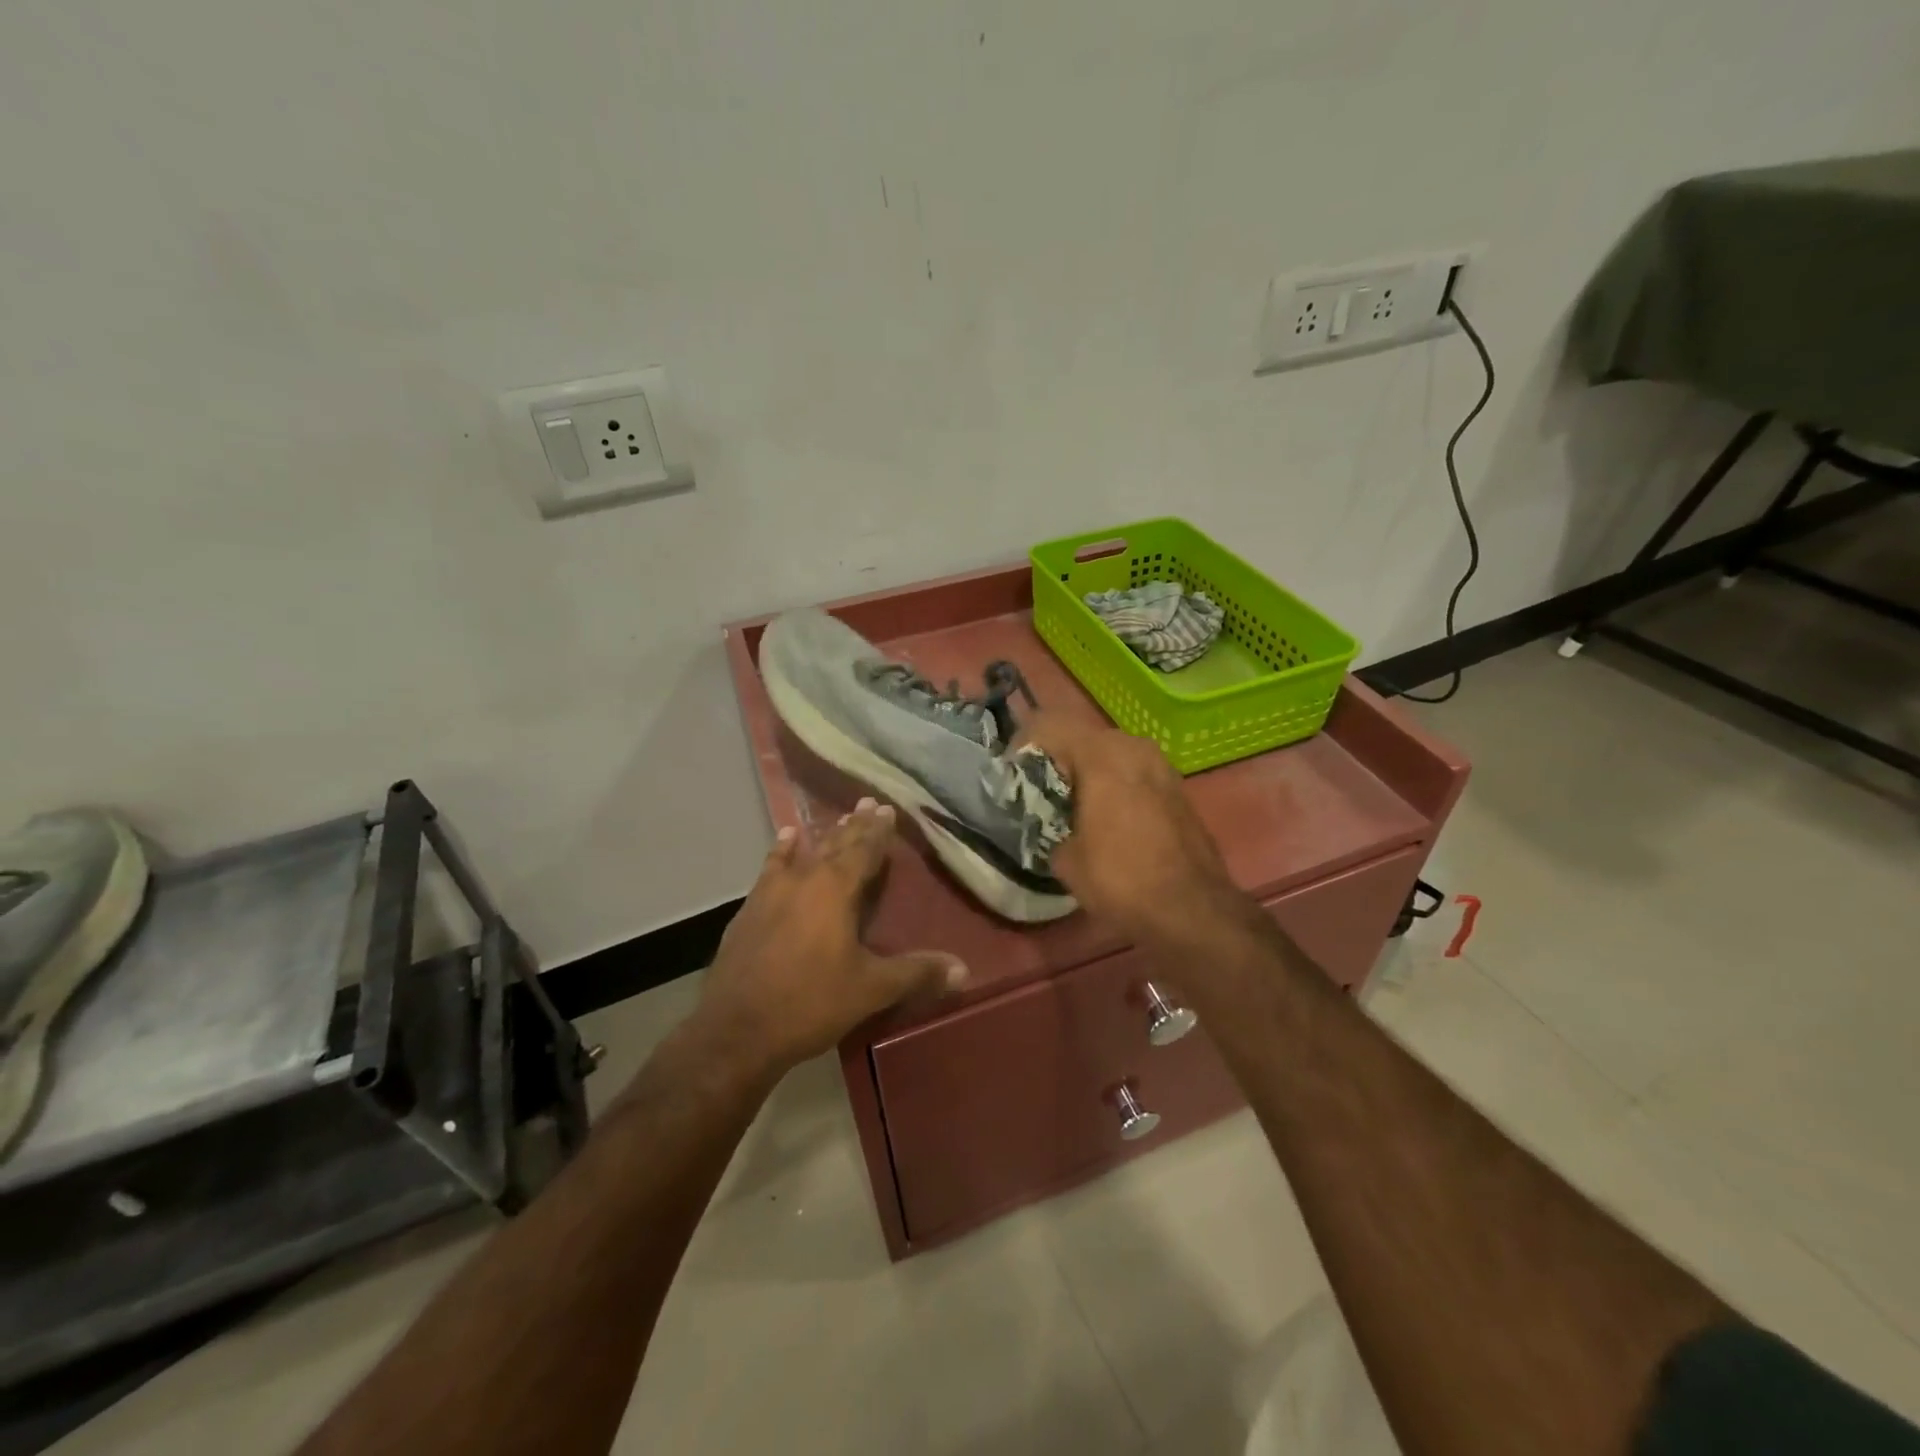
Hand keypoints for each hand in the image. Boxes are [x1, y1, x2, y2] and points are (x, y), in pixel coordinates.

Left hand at [692, 798, 966, 1080]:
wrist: (735, 1030)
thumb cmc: (810, 1003)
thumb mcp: (871, 990)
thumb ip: (916, 973)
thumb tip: (963, 968)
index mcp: (836, 890)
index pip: (864, 850)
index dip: (878, 830)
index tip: (887, 808)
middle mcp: (804, 880)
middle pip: (835, 845)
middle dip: (855, 825)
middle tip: (867, 802)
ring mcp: (771, 892)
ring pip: (805, 853)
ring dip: (823, 836)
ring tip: (836, 817)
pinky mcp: (749, 910)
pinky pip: (771, 869)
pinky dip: (782, 852)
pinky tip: (786, 840)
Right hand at [1016, 714, 1242, 943]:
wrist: (1193, 911)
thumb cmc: (1121, 879)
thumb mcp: (1066, 858)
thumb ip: (1049, 826)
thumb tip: (1054, 827)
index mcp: (1102, 754)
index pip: (1049, 724)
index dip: (1023, 743)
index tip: (1011, 773)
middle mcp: (1134, 747)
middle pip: (1082, 736)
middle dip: (1057, 758)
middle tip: (1038, 791)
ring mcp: (1162, 765)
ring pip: (1111, 753)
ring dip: (1087, 771)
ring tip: (1071, 806)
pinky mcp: (1178, 787)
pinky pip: (1134, 772)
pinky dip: (1114, 784)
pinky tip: (1107, 818)